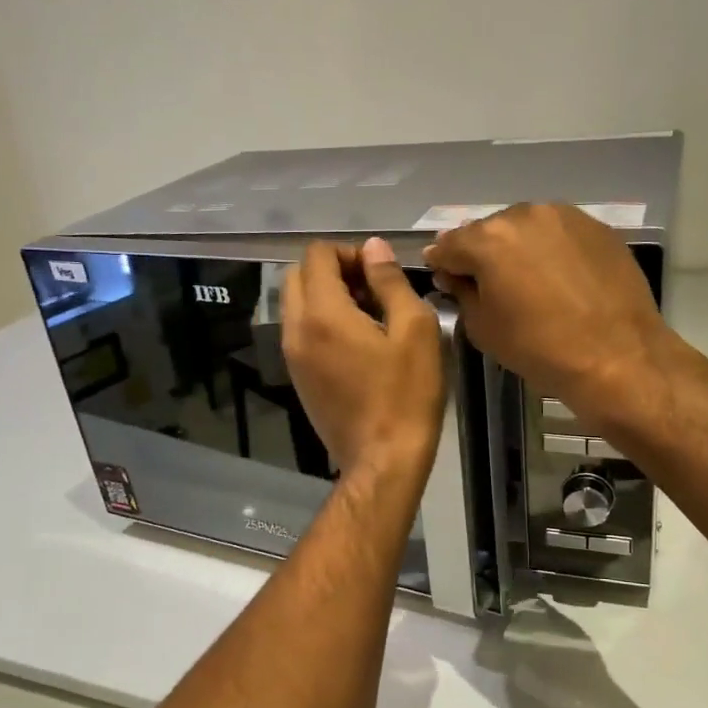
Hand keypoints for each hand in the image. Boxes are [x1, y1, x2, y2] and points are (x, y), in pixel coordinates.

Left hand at [282, 238, 444, 479]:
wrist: (383, 460)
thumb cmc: (406, 395)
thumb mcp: (415, 330)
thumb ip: (390, 281)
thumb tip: (373, 247)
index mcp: (322, 314)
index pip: (317, 255)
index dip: (349, 252)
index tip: (380, 274)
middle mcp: (296, 329)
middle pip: (298, 275)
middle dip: (333, 270)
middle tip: (372, 290)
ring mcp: (292, 356)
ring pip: (296, 303)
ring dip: (326, 295)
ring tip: (367, 315)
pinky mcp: (297, 377)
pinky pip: (299, 331)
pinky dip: (320, 321)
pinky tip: (356, 342)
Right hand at [424, 203, 669, 427]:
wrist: (617, 357)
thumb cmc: (539, 348)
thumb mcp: (483, 328)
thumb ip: (462, 293)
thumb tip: (456, 277)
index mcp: (488, 239)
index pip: (449, 245)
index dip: (442, 264)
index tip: (444, 279)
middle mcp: (524, 215)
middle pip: (489, 231)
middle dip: (482, 253)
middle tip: (487, 283)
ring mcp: (565, 217)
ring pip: (526, 228)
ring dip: (518, 248)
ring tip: (526, 280)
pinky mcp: (597, 228)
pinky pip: (559, 234)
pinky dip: (551, 250)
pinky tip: (559, 278)